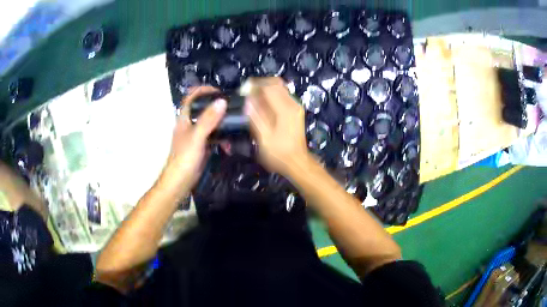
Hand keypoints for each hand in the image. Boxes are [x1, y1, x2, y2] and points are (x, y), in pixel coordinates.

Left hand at [159, 86, 226, 196]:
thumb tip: (222, 101)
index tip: (219, 92)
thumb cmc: (184, 158)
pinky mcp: (202, 147)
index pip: (191, 97)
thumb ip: (208, 120)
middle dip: (217, 107)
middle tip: (233, 107)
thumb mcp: (197, 137)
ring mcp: (196, 136)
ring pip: (210, 124)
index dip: (203, 90)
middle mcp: (190, 125)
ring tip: (236, 126)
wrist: (180, 182)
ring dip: (222, 125)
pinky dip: (222, 140)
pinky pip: (214, 138)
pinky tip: (229, 146)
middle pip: (203, 109)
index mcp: (185, 119)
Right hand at [244, 77, 310, 175]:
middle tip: (247, 91)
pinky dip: (272, 95)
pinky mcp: (296, 110)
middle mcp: (293, 104)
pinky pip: (283, 95)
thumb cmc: (279, 153)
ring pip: (280, 88)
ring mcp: (296, 106)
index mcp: (285, 110)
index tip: (243, 89)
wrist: (298, 162)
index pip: (269, 87)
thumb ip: (255, 117)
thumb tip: (247, 100)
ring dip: (266, 88)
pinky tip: (263, 104)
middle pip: (276, 83)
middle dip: (260, 84)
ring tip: (253, 97)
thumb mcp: (264, 138)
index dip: (255, 85)